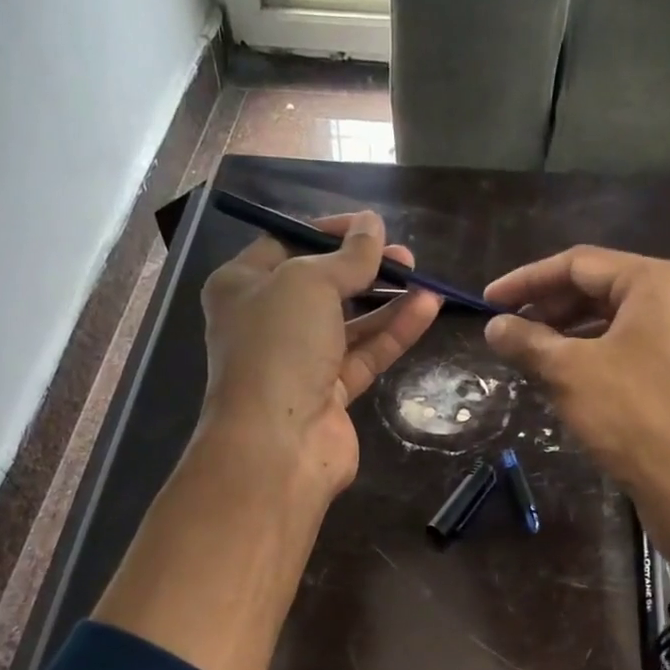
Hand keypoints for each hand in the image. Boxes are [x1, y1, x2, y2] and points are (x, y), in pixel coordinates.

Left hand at [199, 209, 441, 498]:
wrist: (277, 444)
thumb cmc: (279, 347)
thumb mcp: (309, 284)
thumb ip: (348, 256)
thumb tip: (373, 225)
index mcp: (242, 286)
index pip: (287, 243)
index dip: (330, 231)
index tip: (372, 227)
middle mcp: (267, 322)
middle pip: (322, 284)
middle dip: (364, 267)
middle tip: (404, 256)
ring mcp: (299, 360)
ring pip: (348, 322)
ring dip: (386, 300)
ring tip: (423, 279)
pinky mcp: (329, 393)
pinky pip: (364, 354)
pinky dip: (393, 332)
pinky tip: (427, 308)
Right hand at [483, 247, 669, 586]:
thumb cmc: (631, 416)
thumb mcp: (568, 373)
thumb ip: (527, 341)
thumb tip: (494, 327)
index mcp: (657, 283)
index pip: (578, 264)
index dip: (526, 280)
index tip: (487, 303)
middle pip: (599, 290)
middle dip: (548, 309)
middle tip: (508, 333)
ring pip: (613, 324)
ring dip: (567, 336)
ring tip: (531, 358)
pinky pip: (630, 351)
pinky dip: (593, 358)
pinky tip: (567, 382)